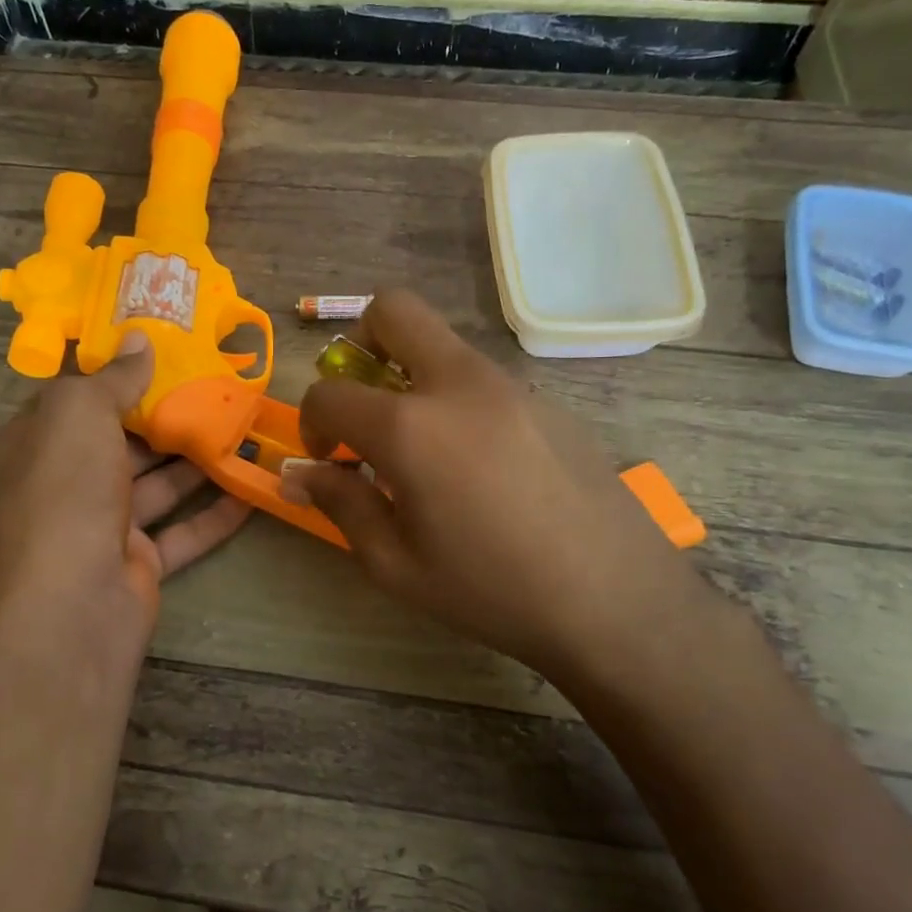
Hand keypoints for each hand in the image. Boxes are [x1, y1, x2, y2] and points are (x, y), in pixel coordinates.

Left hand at [0, 332, 251, 664]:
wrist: (71, 603)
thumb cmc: (64, 490)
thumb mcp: (79, 413)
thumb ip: (114, 377)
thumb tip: (140, 338)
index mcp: (28, 446)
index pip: (70, 402)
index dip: (112, 376)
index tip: (160, 353)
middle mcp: (59, 486)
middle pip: (118, 442)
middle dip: (164, 419)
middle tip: (214, 389)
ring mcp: (98, 528)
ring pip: (154, 486)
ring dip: (196, 462)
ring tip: (241, 430)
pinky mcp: (136, 563)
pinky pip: (181, 531)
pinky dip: (214, 513)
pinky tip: (251, 489)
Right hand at [284, 290, 717, 688]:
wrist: (614, 600)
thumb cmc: (491, 590)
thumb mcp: (396, 564)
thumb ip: (341, 505)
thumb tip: (297, 474)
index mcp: (410, 427)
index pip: (330, 392)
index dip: (312, 421)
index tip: (326, 457)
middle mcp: (458, 384)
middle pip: (393, 310)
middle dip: (360, 343)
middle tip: (366, 401)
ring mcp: (511, 385)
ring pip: (443, 345)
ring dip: (413, 376)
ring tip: (426, 451)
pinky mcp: (549, 400)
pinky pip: (484, 380)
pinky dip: (459, 401)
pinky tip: (483, 469)